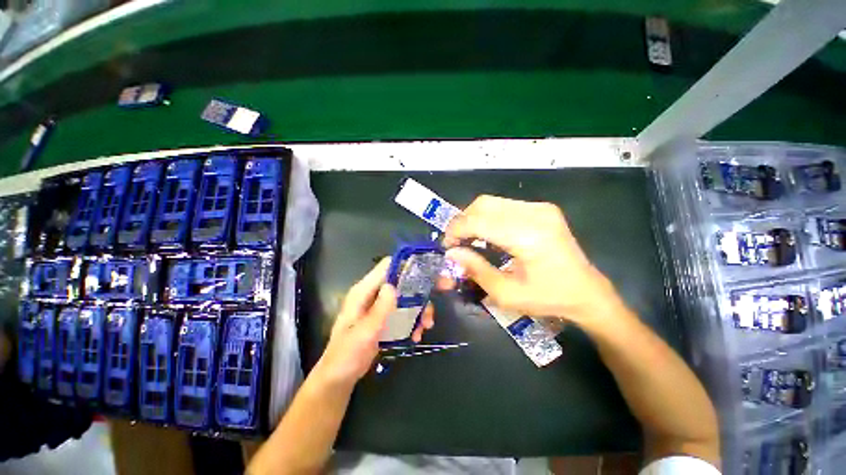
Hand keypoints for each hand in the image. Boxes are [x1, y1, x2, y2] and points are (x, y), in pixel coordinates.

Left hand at [313, 259, 434, 387]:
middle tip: (441, 294)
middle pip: (401, 281)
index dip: (407, 264)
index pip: (387, 266)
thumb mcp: (364, 333)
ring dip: (419, 309)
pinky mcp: (385, 318)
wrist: (339, 378)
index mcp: (364, 291)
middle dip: (420, 289)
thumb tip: (393, 286)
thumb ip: (380, 309)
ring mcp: (380, 306)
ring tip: (426, 326)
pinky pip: (403, 312)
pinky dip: (413, 320)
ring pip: (405, 297)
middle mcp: (373, 294)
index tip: (428, 271)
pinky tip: (417, 335)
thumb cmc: (347, 355)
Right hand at [442, 195, 617, 323]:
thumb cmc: (548, 298)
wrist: (587, 291)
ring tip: (468, 239)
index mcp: (528, 236)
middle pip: (483, 204)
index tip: (447, 246)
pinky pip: (503, 205)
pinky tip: (486, 233)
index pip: (478, 221)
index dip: (456, 230)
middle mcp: (535, 214)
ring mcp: (540, 207)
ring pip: (491, 202)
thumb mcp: (506, 293)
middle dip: (462, 222)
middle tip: (456, 242)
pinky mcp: (542, 208)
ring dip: (473, 218)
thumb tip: (452, 252)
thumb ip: (476, 269)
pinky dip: (487, 217)